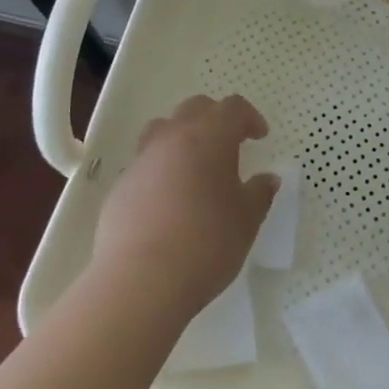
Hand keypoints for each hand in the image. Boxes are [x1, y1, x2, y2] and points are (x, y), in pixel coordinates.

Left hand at [92, 94, 277, 320]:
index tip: (259, 136)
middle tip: (230, 145)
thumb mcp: (247, 220)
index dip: (249, 117)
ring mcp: (142, 159)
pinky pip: (145, 162)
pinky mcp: (120, 185)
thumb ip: (260, 193)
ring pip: (164, 129)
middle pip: (195, 108)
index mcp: (209, 136)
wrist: (140, 280)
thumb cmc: (206, 243)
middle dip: (216, 119)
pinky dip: (161, 168)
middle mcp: (173, 137)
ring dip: (183, 136)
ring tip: (195, 165)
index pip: (232, 108)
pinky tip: (169, 199)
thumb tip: (267, 178)